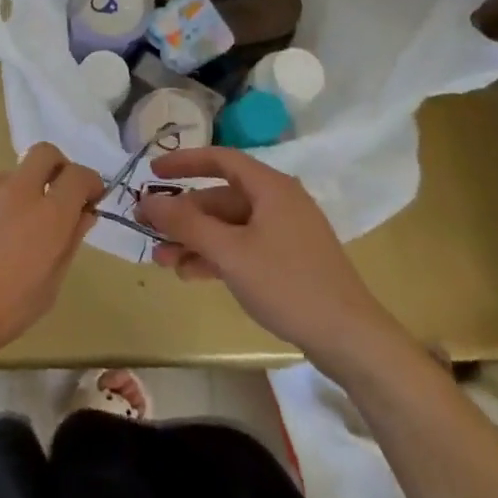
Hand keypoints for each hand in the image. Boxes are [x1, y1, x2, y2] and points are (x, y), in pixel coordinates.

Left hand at [0, 143, 100, 359]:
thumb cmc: (0, 310)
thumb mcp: (48, 288)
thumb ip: (69, 243)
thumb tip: (84, 213)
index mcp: (48, 217)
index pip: (79, 176)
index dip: (89, 182)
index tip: (88, 196)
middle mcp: (18, 190)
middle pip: (45, 154)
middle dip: (54, 168)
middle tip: (49, 195)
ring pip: (7, 178)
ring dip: (11, 197)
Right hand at [136, 147, 410, 376]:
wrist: (350, 338)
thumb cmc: (287, 284)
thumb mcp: (229, 252)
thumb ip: (186, 223)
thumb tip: (147, 200)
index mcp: (270, 187)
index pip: (220, 159)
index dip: (183, 162)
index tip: (152, 173)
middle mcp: (278, 202)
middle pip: (220, 197)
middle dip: (182, 215)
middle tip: (148, 229)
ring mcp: (285, 232)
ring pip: (228, 226)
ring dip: (194, 240)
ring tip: (163, 261)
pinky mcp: (288, 260)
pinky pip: (242, 246)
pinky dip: (216, 255)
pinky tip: (191, 274)